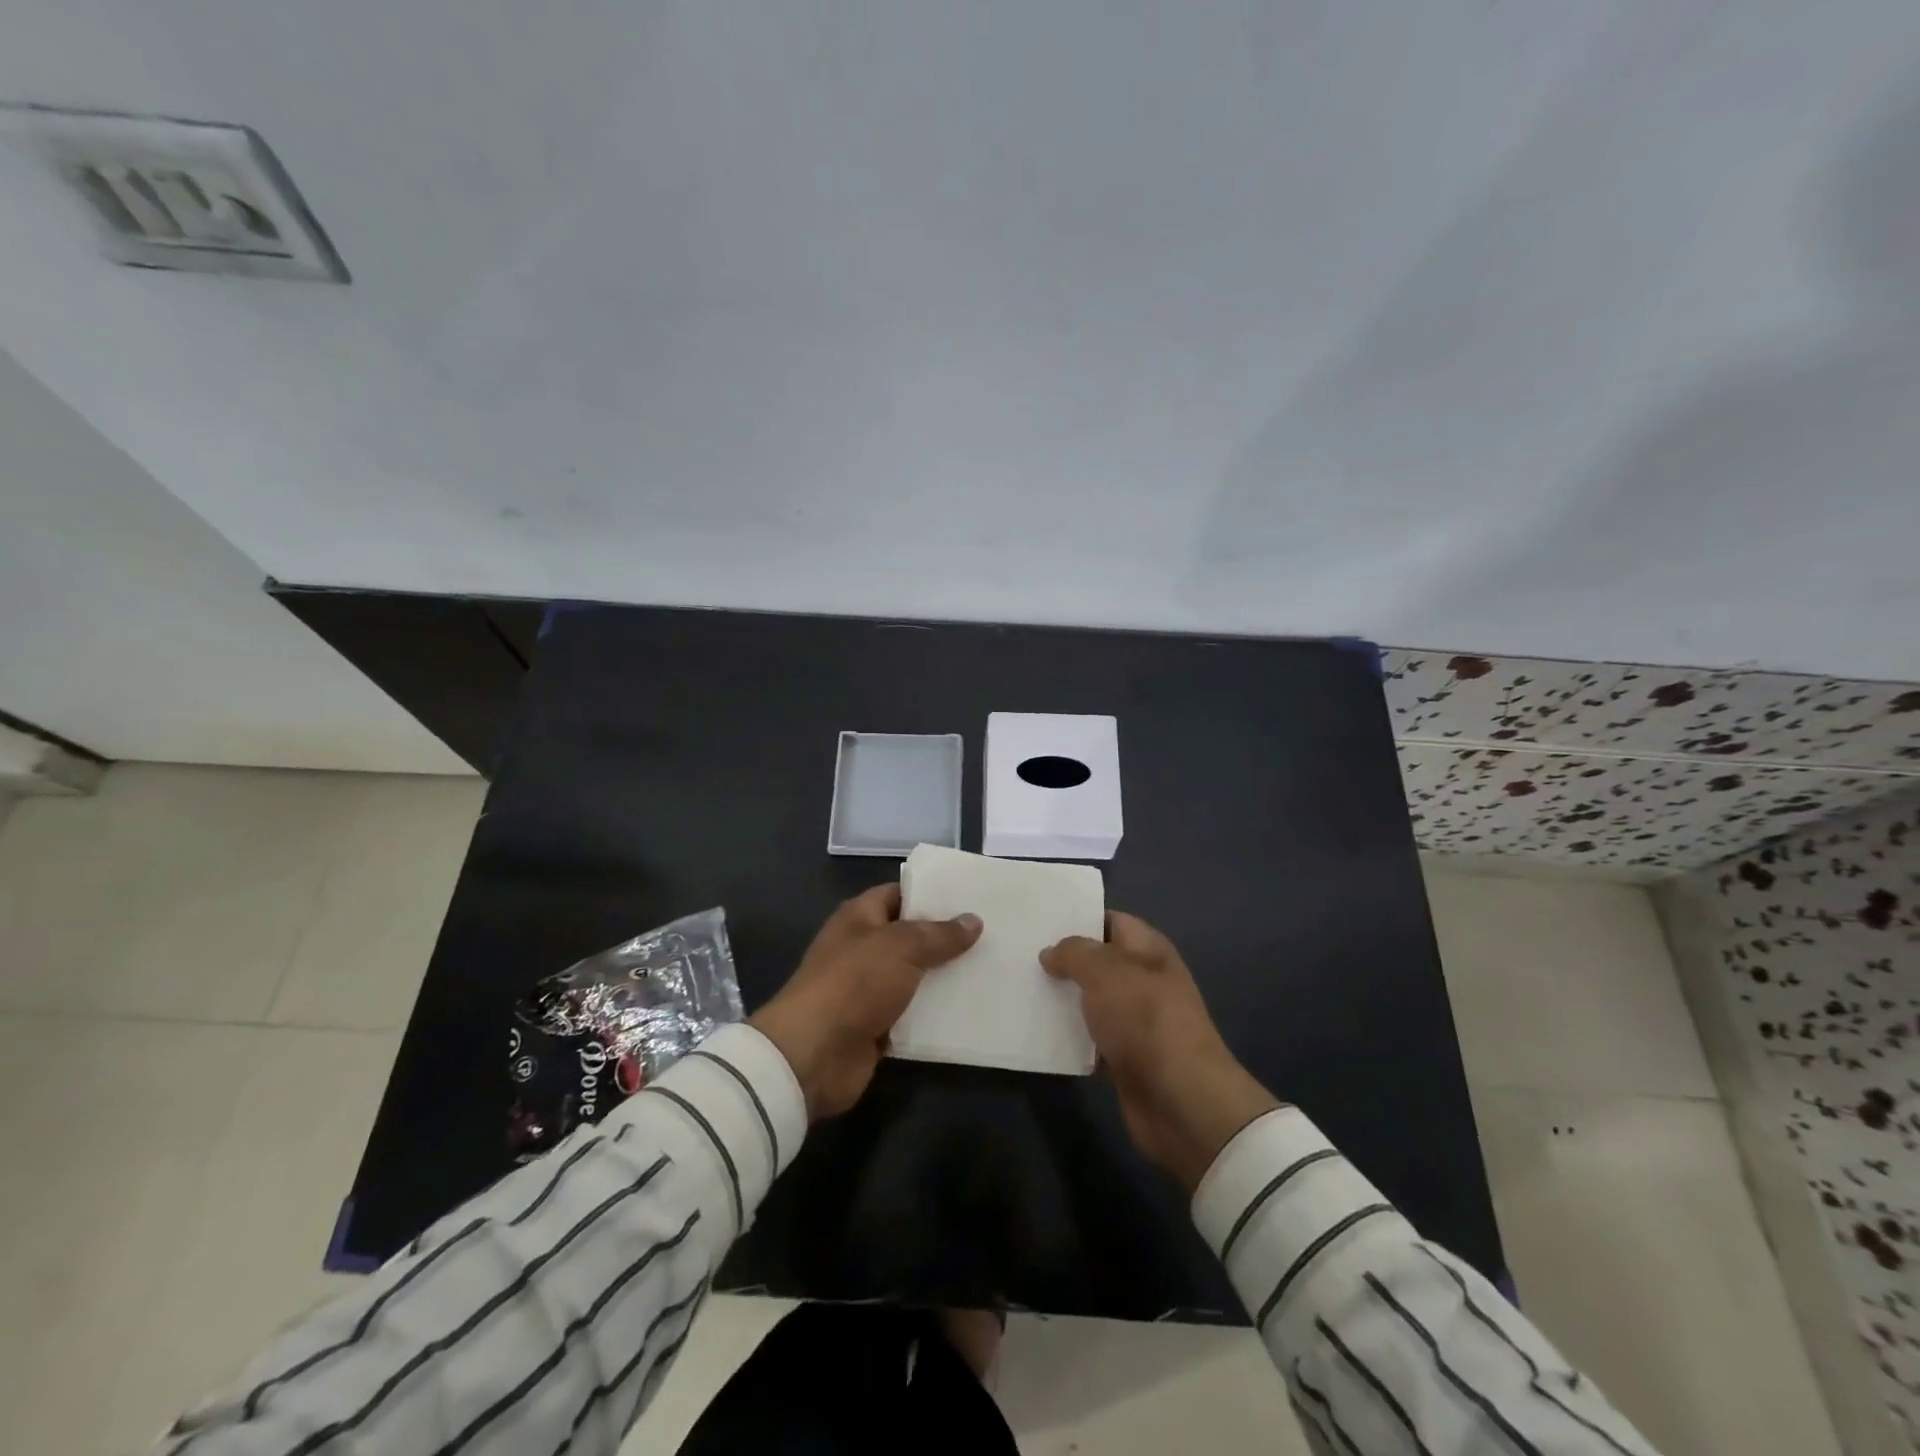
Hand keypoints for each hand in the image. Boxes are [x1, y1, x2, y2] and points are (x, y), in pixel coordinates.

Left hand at [751, 884, 981, 1118]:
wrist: (814, 1054)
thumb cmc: (854, 984)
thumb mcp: (901, 947)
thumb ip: (939, 934)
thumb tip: (973, 920)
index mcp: (860, 918)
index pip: (899, 894)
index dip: (931, 894)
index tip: (971, 898)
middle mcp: (863, 949)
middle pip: (911, 938)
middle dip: (947, 939)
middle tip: (993, 935)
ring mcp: (869, 990)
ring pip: (916, 978)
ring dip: (946, 979)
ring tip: (991, 970)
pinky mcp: (877, 1027)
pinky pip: (914, 1015)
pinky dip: (937, 1015)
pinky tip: (972, 1010)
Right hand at [1042, 912, 1279, 1191]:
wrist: (1180, 1099)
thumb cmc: (1145, 1019)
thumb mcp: (1105, 971)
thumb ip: (1074, 953)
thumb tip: (1051, 953)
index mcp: (1148, 949)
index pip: (1110, 920)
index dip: (1078, 918)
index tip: (1039, 921)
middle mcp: (1144, 980)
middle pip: (1097, 962)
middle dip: (1063, 960)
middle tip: (1020, 955)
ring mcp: (1135, 1020)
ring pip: (1090, 1001)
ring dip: (1061, 999)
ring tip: (1020, 989)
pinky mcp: (1125, 1057)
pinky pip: (1090, 1039)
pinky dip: (1068, 1037)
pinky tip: (1036, 1032)